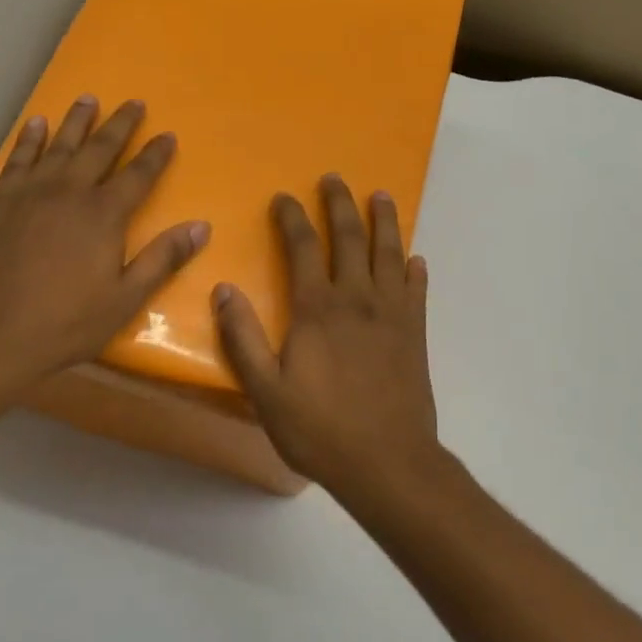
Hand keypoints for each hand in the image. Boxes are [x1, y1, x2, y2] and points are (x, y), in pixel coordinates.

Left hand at [0, 95, 209, 396]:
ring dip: (77, 121)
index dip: (155, 154)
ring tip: (89, 99)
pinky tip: (35, 124)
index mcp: (103, 215)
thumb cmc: (62, 324)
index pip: (138, 175)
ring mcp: (30, 192)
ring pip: (59, 145)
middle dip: (120, 125)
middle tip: (134, 103)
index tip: (168, 134)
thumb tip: (201, 227)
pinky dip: (29, 139)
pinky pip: (18, 158)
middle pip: (100, 149)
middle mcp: (69, 192)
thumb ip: (162, 260)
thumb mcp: (124, 300)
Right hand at [213, 174, 440, 495]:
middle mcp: (358, 300)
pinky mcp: (415, 334)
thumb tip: (224, 290)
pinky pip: (417, 290)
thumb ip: (244, 338)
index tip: (284, 198)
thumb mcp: (265, 390)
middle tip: (335, 179)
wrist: (387, 462)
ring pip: (390, 254)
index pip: (304, 247)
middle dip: (341, 204)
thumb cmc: (319, 429)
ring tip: (382, 196)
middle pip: (351, 238)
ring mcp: (392, 315)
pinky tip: (416, 260)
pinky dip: (415, 270)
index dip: (293, 218)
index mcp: (318, 309)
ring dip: (385, 222)